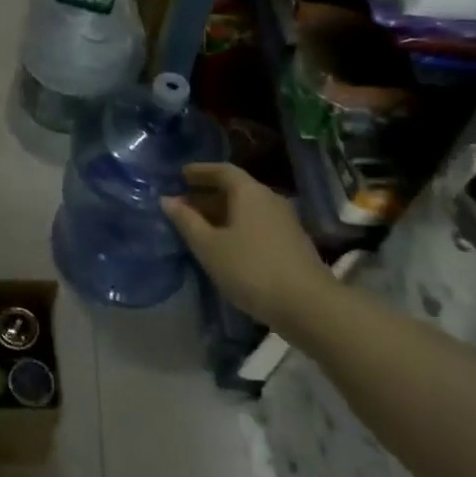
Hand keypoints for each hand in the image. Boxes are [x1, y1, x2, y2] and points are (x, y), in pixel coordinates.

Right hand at [161, 163, 332, 327]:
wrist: (309, 305)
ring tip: (199, 227)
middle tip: (183, 205)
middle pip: (235, 189)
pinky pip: (257, 224)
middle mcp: (269, 199)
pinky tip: (225, 246)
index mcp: (249, 192)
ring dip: (222, 213)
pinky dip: (237, 227)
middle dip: (207, 194)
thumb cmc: (251, 268)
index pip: (222, 170)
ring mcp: (284, 221)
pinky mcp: (292, 243)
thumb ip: (186, 221)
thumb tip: (167, 200)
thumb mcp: (209, 246)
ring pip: (246, 209)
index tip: (181, 175)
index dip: (200, 171)